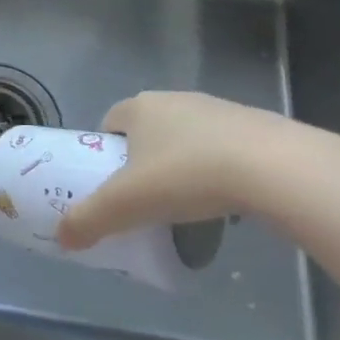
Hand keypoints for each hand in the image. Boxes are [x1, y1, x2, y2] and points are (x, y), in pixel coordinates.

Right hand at [56, 91, 318, 250]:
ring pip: (188, 138)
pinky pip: (226, 148)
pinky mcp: (259, 126)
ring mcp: (219, 110)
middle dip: (144, 161)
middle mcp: (175, 99)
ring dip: (184, 164)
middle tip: (148, 198)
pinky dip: (221, 170)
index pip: (108, 123)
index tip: (112, 185)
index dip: (105, 153)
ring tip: (191, 203)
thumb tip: (60, 239)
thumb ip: (89, 220)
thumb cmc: (187, 175)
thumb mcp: (126, 204)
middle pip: (148, 131)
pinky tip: (230, 200)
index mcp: (139, 107)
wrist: (279, 169)